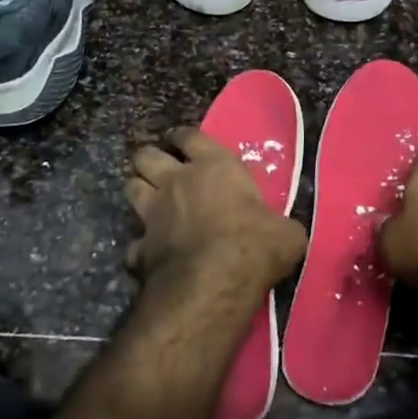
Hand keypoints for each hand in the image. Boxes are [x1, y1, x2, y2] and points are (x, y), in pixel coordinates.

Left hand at [125, 128, 306, 301]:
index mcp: (214, 166)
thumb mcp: (286, 232)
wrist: (213, 282)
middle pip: (147, 156)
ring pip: (131, 188)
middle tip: (160, 169)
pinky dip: (142, 245)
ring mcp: (153, 213)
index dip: (184, 137)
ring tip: (149, 200)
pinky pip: (135, 241)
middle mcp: (176, 182)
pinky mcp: (140, 247)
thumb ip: (279, 224)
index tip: (182, 141)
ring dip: (139, 191)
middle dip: (150, 159)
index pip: (190, 136)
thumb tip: (283, 231)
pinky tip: (151, 253)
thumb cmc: (255, 245)